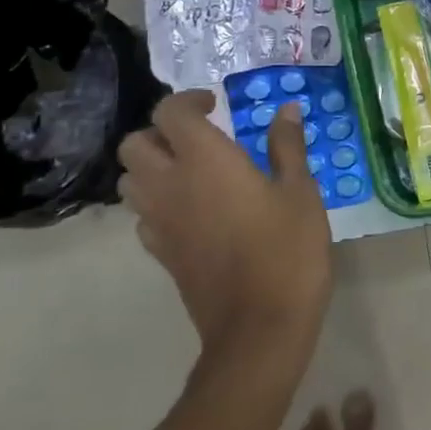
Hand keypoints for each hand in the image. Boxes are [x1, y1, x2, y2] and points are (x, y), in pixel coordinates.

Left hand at [118, 91, 332, 359]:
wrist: (259, 327)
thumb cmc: (287, 250)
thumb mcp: (300, 191)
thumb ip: (287, 146)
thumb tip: (286, 110)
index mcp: (204, 160)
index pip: (169, 113)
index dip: (188, 101)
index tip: (216, 106)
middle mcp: (170, 185)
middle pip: (134, 144)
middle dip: (160, 133)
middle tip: (199, 138)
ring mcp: (159, 222)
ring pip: (130, 180)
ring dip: (152, 167)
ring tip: (192, 171)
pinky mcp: (161, 254)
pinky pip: (142, 216)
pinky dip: (157, 203)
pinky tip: (192, 212)